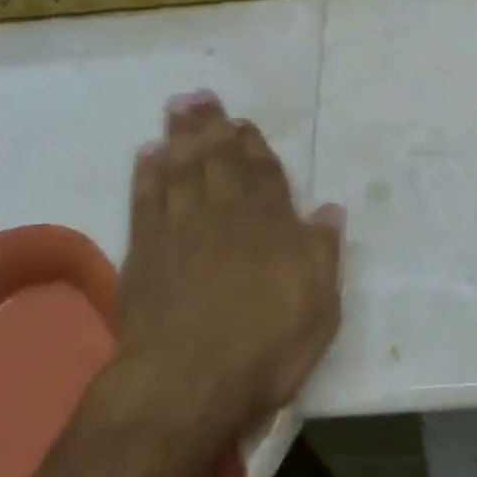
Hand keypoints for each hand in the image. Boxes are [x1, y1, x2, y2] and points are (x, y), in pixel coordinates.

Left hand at [115, 91, 344, 428]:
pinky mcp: (145, 250)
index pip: (264, 174)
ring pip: (182, 168)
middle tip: (201, 95)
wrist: (188, 381)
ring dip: (180, 136)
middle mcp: (226, 215)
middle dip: (212, 127)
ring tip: (177, 107)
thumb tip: (331, 209)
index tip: (243, 123)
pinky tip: (147, 154)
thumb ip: (323, 252)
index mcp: (271, 225)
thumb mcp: (319, 306)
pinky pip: (146, 199)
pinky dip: (146, 173)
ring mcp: (181, 229)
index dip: (254, 146)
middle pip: (219, 160)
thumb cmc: (265, 346)